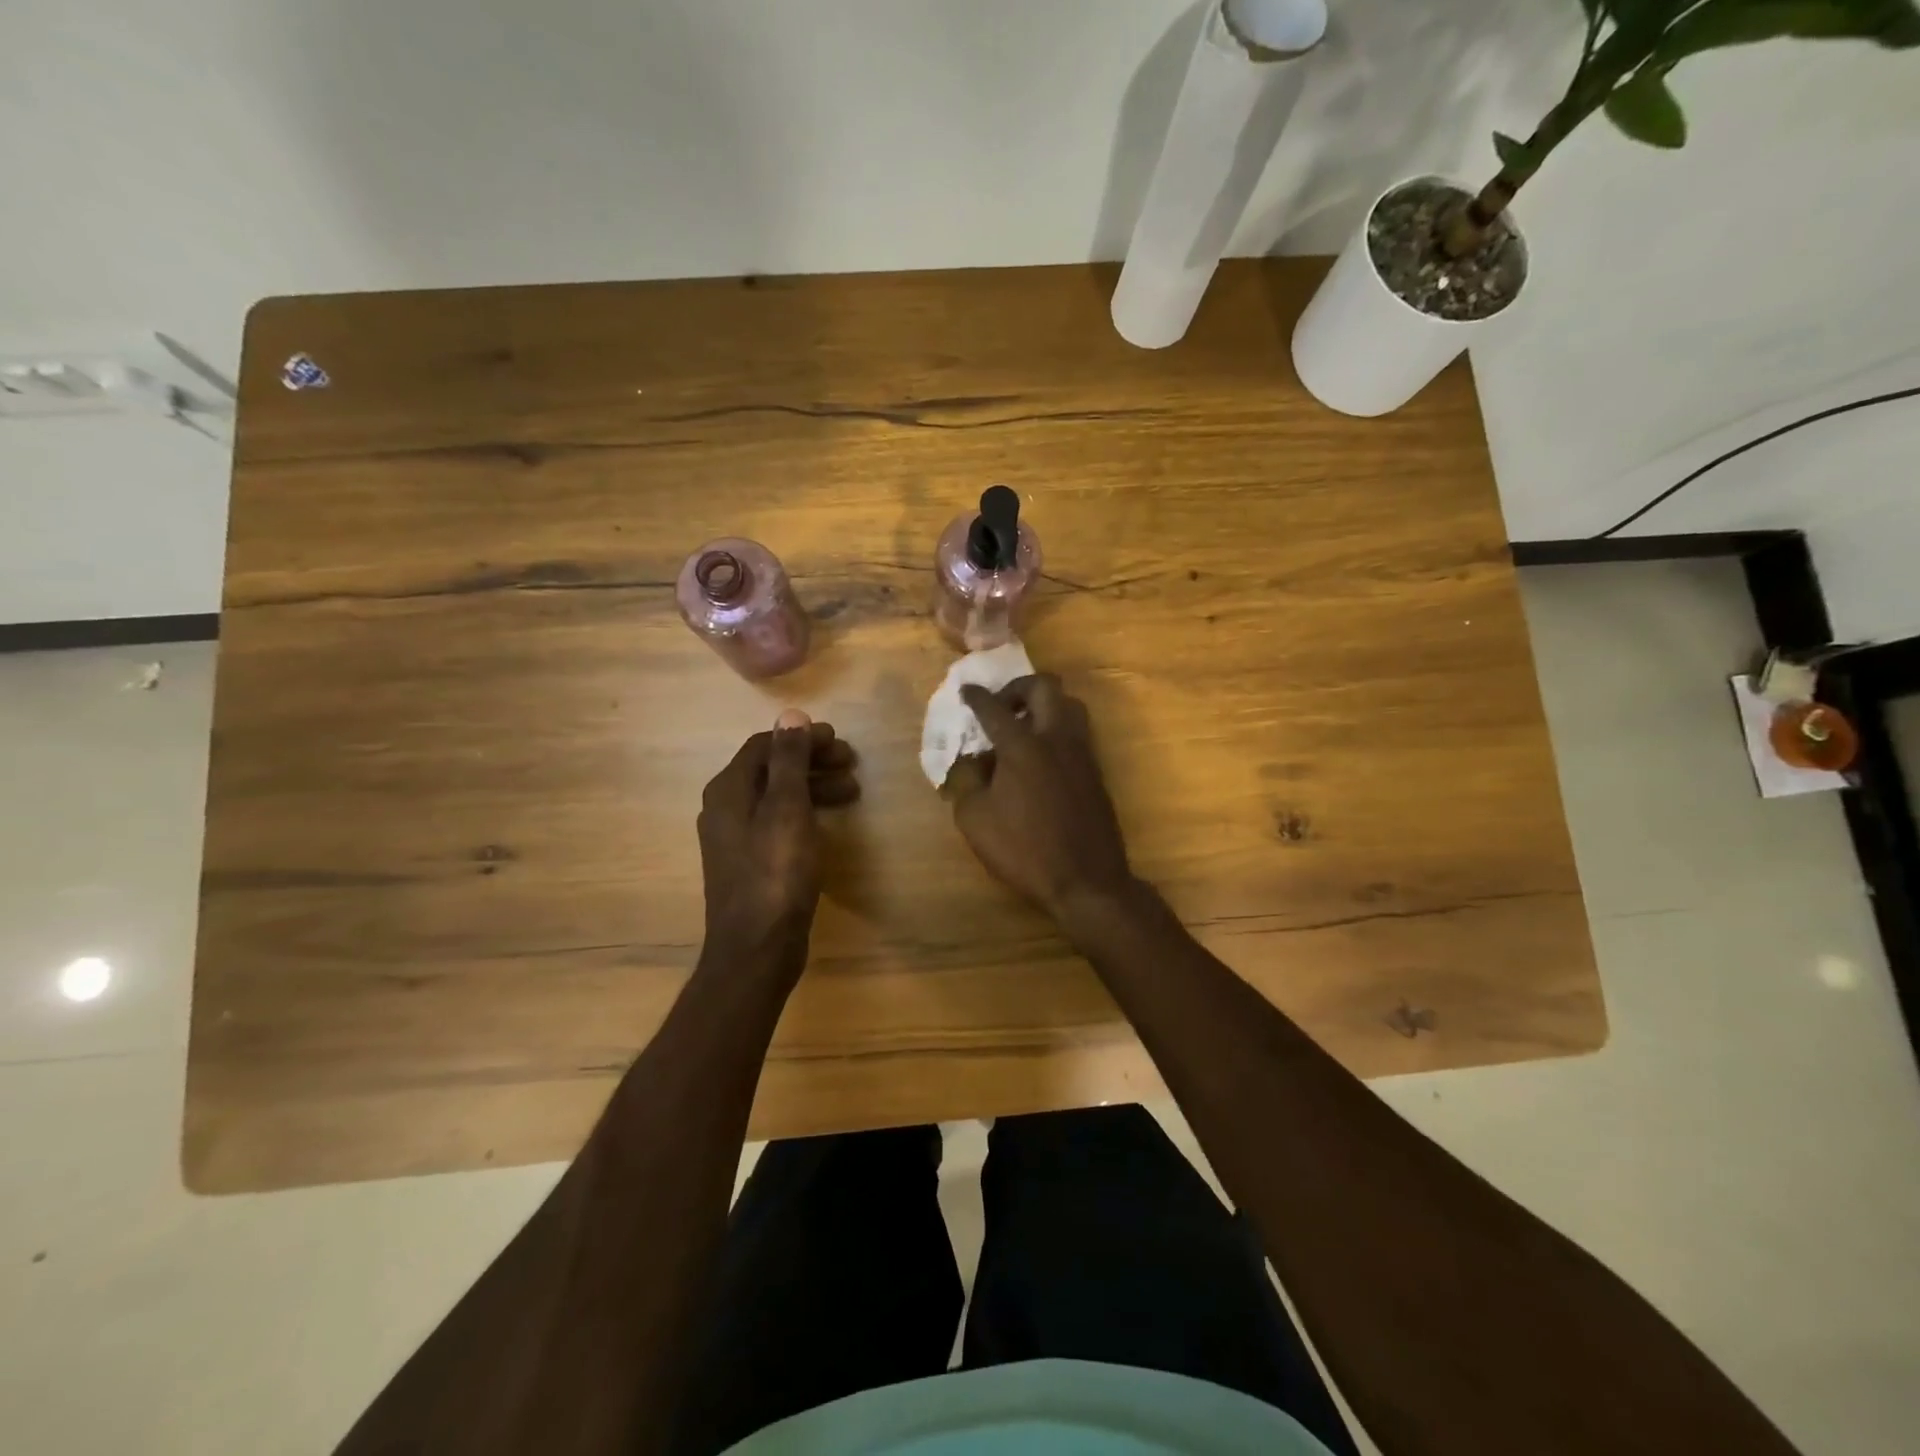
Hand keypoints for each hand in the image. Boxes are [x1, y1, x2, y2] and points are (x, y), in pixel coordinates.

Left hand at [698, 710, 858, 963]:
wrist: (756, 948)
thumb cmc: (775, 873)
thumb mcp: (787, 809)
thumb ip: (788, 761)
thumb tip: (790, 715)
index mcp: (728, 790)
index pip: (765, 745)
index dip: (803, 738)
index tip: (840, 740)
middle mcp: (725, 809)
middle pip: (771, 770)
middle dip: (812, 761)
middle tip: (851, 763)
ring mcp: (736, 839)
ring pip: (777, 797)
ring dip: (813, 787)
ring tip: (852, 792)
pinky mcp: (751, 863)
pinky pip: (778, 823)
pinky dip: (805, 813)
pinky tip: (829, 822)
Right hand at [947, 675, 1134, 919]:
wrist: (1086, 879)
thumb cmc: (1024, 849)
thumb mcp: (975, 818)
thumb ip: (966, 780)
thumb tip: (971, 760)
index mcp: (1022, 745)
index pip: (994, 708)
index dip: (977, 696)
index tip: (967, 691)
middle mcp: (1056, 738)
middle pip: (1044, 687)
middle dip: (1018, 688)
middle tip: (1002, 706)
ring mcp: (1082, 752)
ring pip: (1069, 705)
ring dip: (1044, 705)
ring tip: (1024, 728)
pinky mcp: (1095, 771)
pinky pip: (1077, 732)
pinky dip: (1057, 729)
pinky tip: (1041, 756)